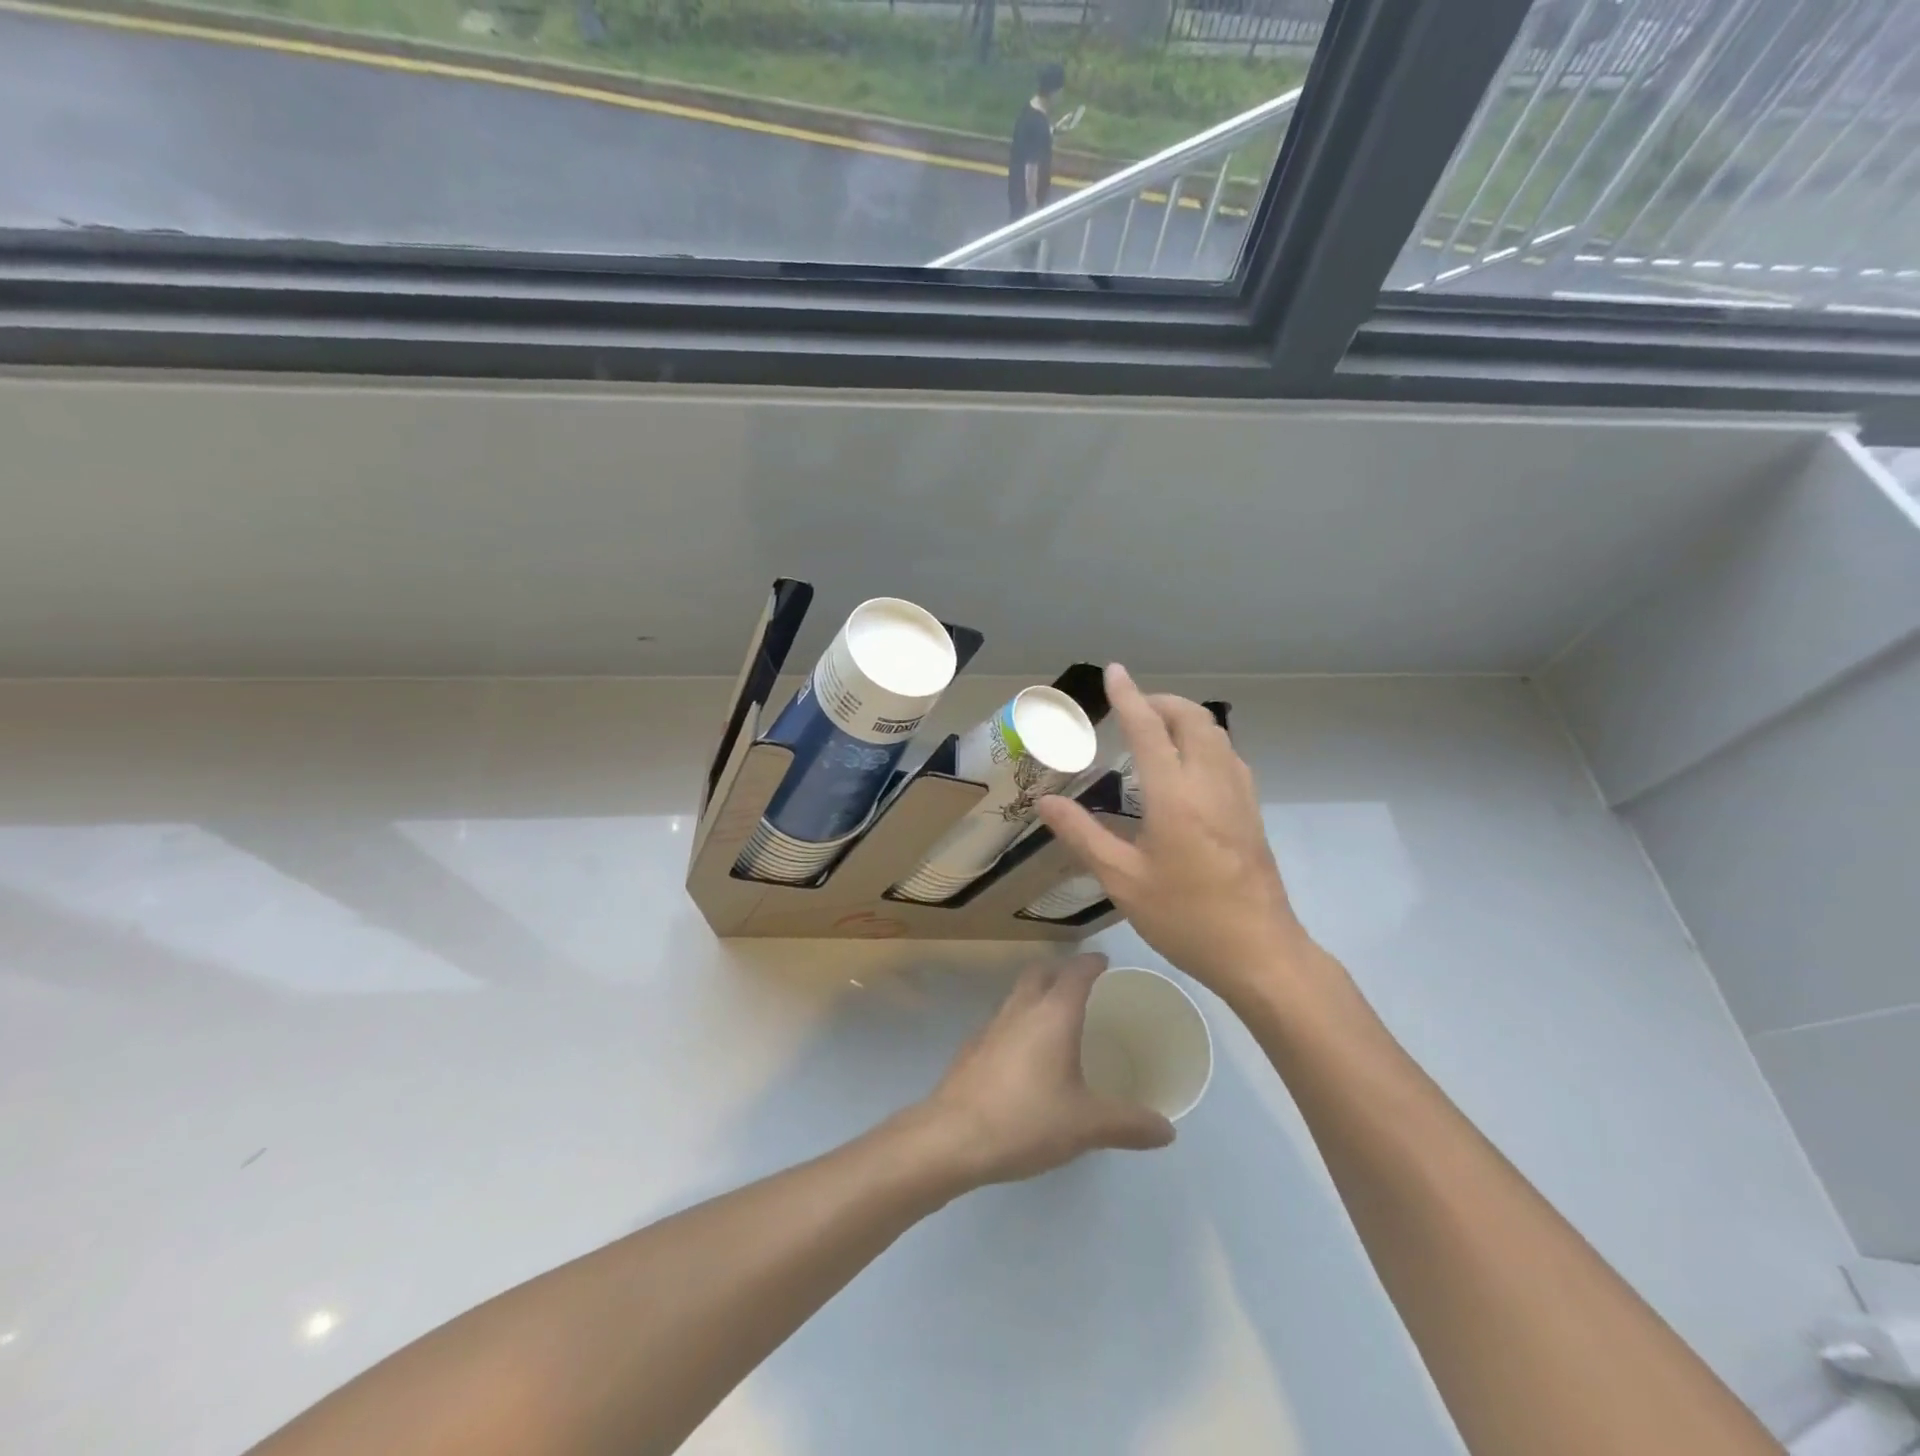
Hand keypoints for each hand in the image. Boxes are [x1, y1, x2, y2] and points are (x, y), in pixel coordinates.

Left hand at [918, 953, 1174, 1187]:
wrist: (952, 1136)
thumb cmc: (1026, 1120)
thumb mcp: (1086, 1125)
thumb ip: (1129, 1124)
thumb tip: (1168, 1129)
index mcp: (1053, 1014)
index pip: (1075, 972)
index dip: (1092, 963)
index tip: (1105, 962)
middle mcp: (1020, 1009)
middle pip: (1040, 973)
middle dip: (1061, 971)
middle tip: (1082, 985)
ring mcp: (990, 1026)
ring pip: (1017, 994)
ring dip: (1037, 994)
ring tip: (1056, 1018)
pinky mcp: (971, 1048)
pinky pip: (1001, 1021)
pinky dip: (1018, 1023)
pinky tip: (1024, 1055)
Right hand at [1036, 663, 1308, 1002]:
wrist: (1260, 952)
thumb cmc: (1185, 918)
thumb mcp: (1123, 881)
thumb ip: (1083, 836)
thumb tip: (1045, 803)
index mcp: (1174, 796)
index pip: (1149, 728)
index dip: (1128, 696)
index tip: (1115, 672)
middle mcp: (1210, 783)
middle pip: (1192, 718)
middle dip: (1161, 701)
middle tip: (1132, 708)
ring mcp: (1239, 795)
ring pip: (1216, 733)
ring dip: (1185, 719)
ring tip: (1156, 731)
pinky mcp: (1252, 811)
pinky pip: (1229, 755)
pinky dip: (1204, 741)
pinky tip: (1188, 767)